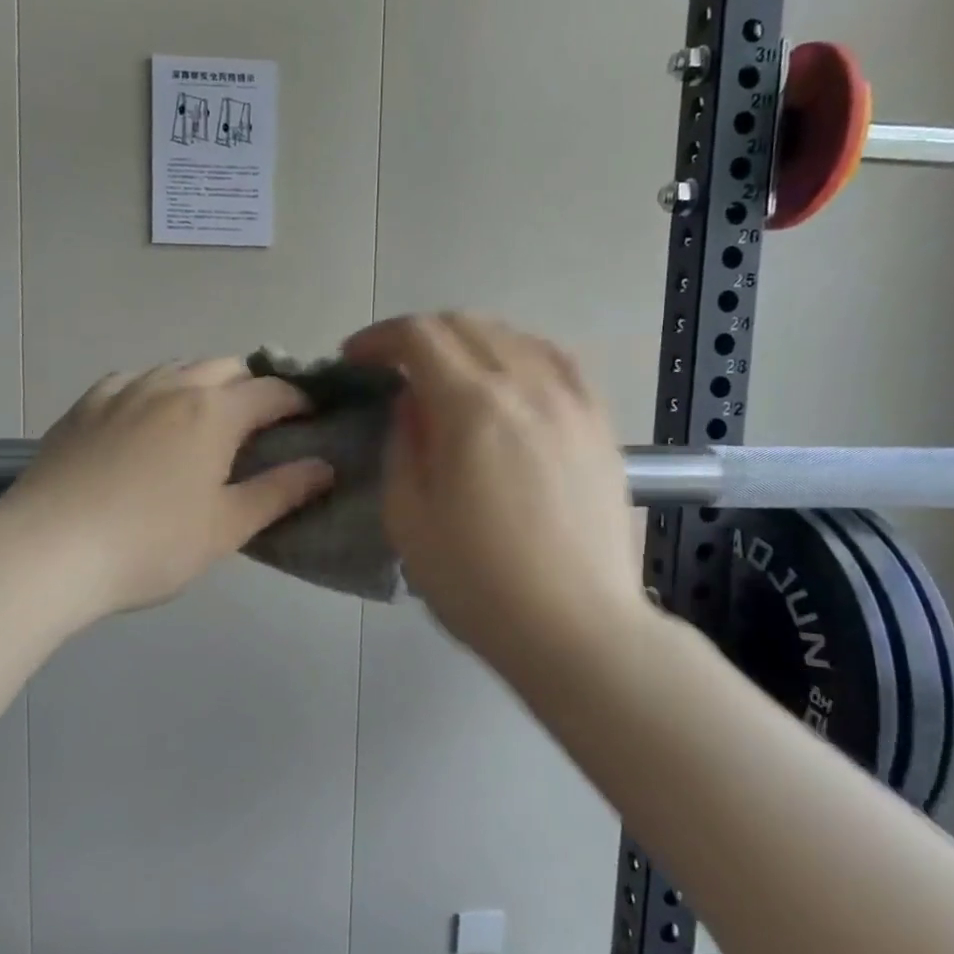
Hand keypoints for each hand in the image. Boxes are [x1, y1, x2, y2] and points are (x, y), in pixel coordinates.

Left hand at [0, 359, 334, 621]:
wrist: (47, 551)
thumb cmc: (149, 545)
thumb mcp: (226, 527)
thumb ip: (280, 492)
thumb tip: (325, 466)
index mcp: (212, 412)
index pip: (271, 391)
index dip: (299, 401)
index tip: (311, 418)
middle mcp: (170, 386)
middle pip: (225, 367)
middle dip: (252, 386)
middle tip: (260, 424)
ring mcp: (121, 391)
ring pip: (177, 368)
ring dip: (204, 384)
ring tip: (206, 420)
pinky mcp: (84, 406)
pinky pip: (132, 380)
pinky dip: (155, 389)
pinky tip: (148, 416)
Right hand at [343, 313, 647, 674]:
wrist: (575, 628)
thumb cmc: (477, 583)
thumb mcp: (408, 517)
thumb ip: (403, 444)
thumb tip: (412, 402)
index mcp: (472, 407)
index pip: (419, 337)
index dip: (378, 339)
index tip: (354, 359)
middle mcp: (527, 386)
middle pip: (466, 326)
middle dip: (418, 336)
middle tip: (391, 367)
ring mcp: (572, 401)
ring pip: (514, 336)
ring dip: (468, 341)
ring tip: (447, 372)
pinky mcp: (600, 424)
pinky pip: (558, 361)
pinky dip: (520, 353)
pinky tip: (511, 376)